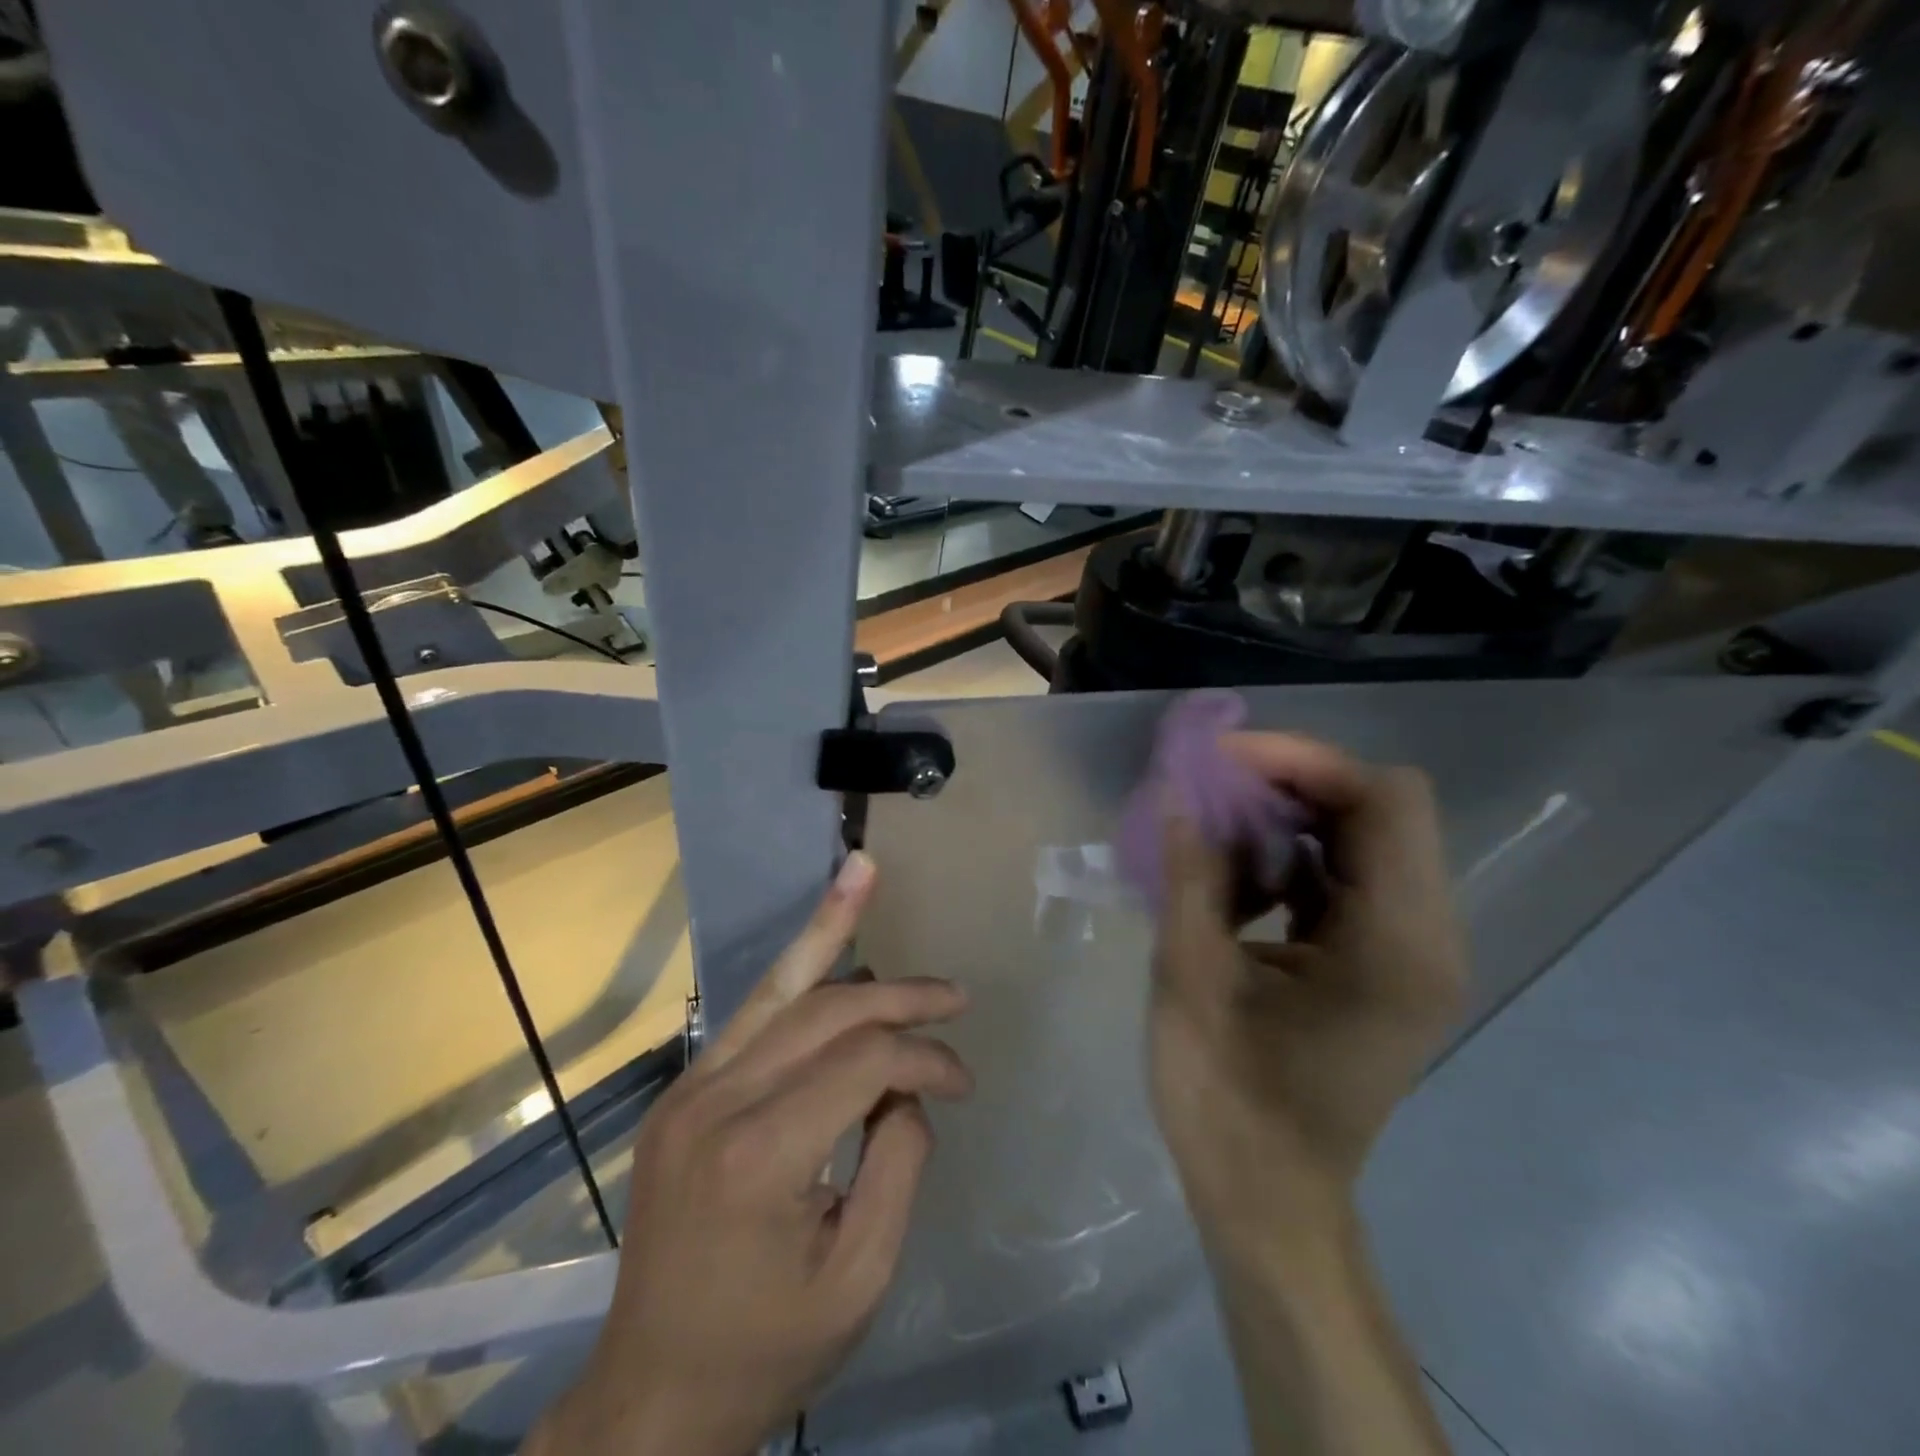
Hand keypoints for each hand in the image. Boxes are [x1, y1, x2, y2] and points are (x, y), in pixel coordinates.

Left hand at [526, 852, 972, 1455]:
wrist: (650, 1396)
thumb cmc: (766, 1350)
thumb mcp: (861, 1276)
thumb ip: (899, 1161)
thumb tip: (908, 1085)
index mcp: (762, 1155)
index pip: (865, 1062)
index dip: (925, 1058)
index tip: (963, 1082)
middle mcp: (716, 1101)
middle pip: (825, 1010)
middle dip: (899, 996)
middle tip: (953, 996)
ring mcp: (690, 1089)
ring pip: (778, 987)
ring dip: (829, 930)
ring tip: (863, 873)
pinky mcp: (683, 1091)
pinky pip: (753, 1015)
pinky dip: (796, 970)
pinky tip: (824, 934)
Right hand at [1149, 734, 1465, 1242]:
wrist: (1268, 1200)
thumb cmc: (1227, 1100)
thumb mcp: (1190, 978)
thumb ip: (1188, 874)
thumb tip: (1174, 791)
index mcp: (1397, 945)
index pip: (1386, 800)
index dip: (1304, 761)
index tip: (1222, 763)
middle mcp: (1427, 938)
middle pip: (1379, 810)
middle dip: (1290, 784)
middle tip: (1209, 788)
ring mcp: (1410, 953)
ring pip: (1362, 839)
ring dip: (1287, 821)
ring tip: (1214, 837)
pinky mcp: (1383, 965)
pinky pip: (1346, 879)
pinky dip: (1291, 861)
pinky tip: (1235, 887)